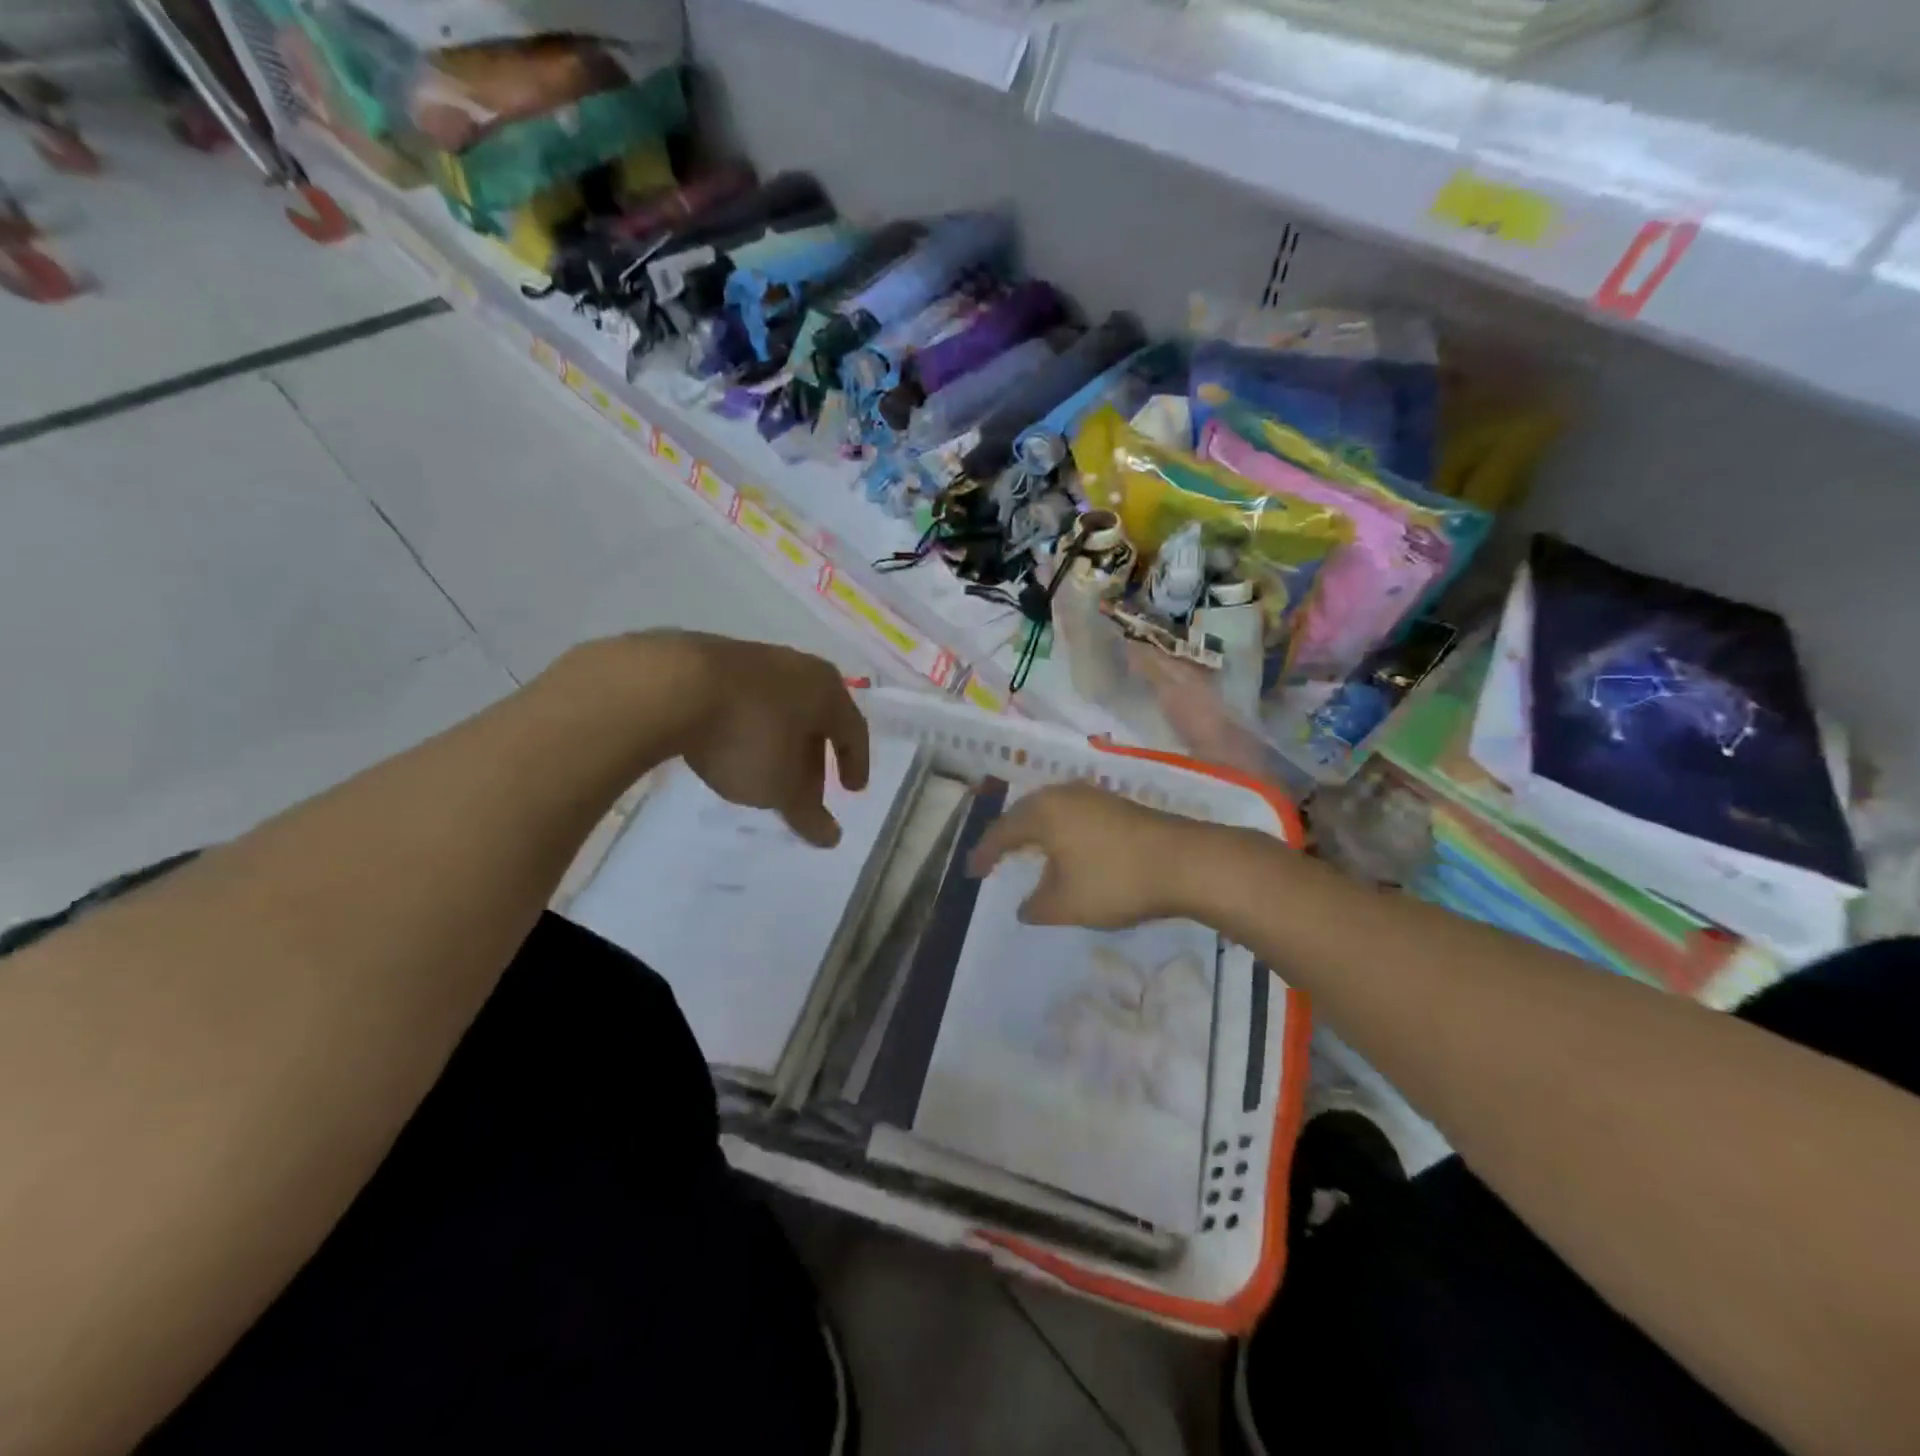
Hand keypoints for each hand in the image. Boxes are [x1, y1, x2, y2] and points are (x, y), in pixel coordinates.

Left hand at [654, 633, 870, 847]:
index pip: (854, 730)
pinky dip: (749, 726)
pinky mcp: (713, 658)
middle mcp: (798, 667)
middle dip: (813, 758)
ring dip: (780, 742)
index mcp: (827, 690)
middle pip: (816, 718)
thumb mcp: (780, 787)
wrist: (670, 685)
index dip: (855, 763)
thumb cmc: (747, 736)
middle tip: (806, 792)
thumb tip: (832, 838)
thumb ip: (808, 814)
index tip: (852, 790)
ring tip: (766, 773)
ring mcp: (754, 658)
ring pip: (780, 708)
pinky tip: (731, 746)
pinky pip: (745, 700)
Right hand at [967, 782, 1208, 927]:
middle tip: (994, 857)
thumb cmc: (1115, 880)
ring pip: (1051, 810)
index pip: (1002, 830)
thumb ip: (1037, 906)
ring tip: (1027, 852)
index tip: (972, 873)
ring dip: (1036, 831)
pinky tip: (1067, 849)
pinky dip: (1060, 831)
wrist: (1185, 862)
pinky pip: (1073, 814)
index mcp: (1043, 812)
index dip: (984, 853)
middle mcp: (1064, 794)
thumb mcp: (1066, 904)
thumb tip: (1025, 906)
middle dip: (1008, 836)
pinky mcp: (1117, 805)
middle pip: (1025, 812)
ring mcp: (1094, 795)